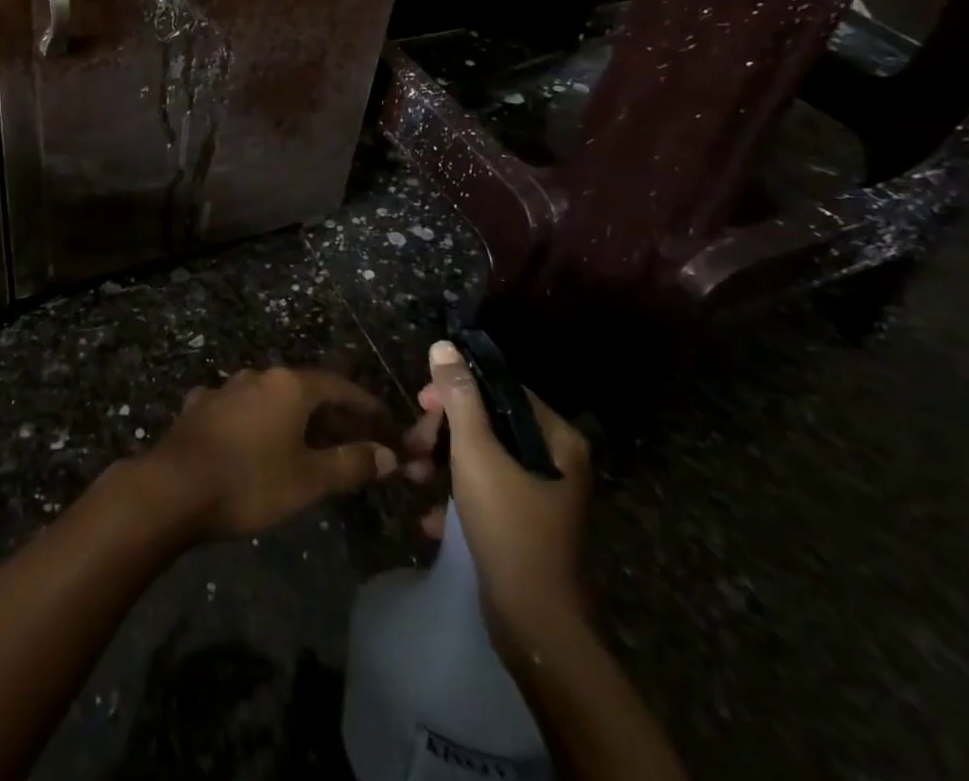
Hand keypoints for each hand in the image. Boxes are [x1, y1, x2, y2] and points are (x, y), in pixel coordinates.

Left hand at [141, 367, 399, 538]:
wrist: (174, 486)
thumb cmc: (250, 481)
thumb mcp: (309, 479)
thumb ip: (350, 463)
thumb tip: (388, 454)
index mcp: (289, 385)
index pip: (339, 386)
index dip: (365, 404)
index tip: (385, 422)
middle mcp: (258, 375)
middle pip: (305, 389)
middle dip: (331, 414)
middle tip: (354, 441)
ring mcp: (225, 387)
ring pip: (271, 398)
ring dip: (294, 417)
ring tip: (309, 443)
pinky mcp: (200, 405)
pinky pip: (241, 409)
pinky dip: (259, 422)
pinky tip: (257, 441)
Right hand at [404, 340, 591, 650]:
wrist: (534, 623)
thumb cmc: (507, 525)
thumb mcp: (475, 452)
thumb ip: (459, 397)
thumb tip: (444, 346)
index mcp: (556, 439)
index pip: (500, 389)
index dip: (457, 389)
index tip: (422, 402)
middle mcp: (556, 461)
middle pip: (488, 423)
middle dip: (443, 432)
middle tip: (412, 443)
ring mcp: (542, 494)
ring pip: (482, 457)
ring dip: (441, 462)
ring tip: (412, 477)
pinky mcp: (525, 523)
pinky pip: (485, 491)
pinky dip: (456, 496)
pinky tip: (430, 516)